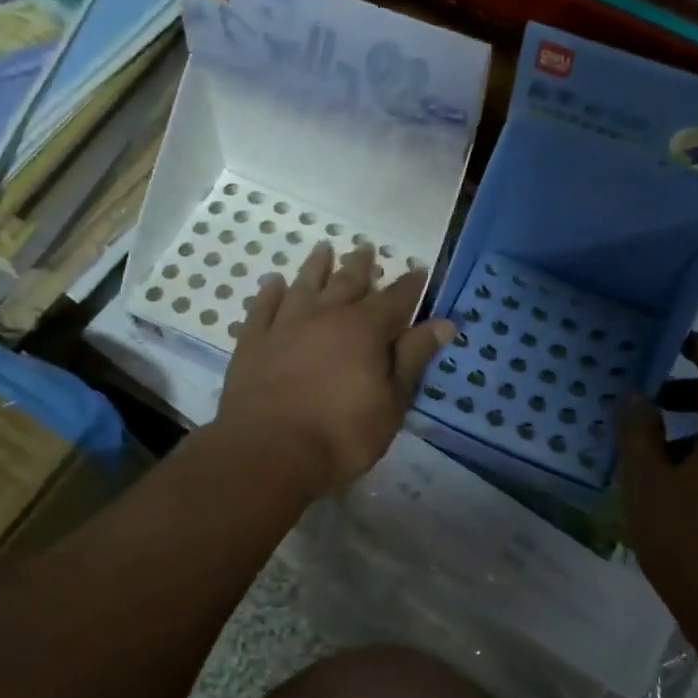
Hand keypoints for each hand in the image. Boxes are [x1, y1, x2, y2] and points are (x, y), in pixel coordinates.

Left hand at [214, 243, 455, 497]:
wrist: (269, 449)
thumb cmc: (342, 433)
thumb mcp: (392, 402)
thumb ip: (414, 358)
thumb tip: (444, 322)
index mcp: (365, 329)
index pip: (396, 298)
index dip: (410, 284)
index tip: (418, 270)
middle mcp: (326, 315)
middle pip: (347, 282)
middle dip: (360, 265)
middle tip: (366, 248)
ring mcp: (285, 325)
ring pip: (304, 285)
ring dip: (315, 267)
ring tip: (323, 249)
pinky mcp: (253, 341)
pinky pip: (263, 307)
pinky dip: (270, 292)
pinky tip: (273, 283)